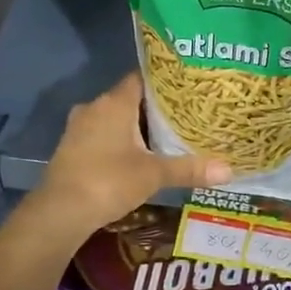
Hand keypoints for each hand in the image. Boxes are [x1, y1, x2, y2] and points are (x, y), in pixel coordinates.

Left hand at [28, 73, 231, 238]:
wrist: (60, 211)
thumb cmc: (109, 181)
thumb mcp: (154, 174)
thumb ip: (190, 169)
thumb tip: (230, 171)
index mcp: (114, 102)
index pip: (142, 77)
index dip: (165, 81)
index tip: (188, 87)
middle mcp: (94, 107)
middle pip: (130, 99)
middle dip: (155, 108)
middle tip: (185, 115)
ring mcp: (79, 128)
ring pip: (115, 119)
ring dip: (136, 127)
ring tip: (166, 136)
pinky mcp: (72, 148)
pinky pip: (102, 135)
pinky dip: (120, 141)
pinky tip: (138, 156)